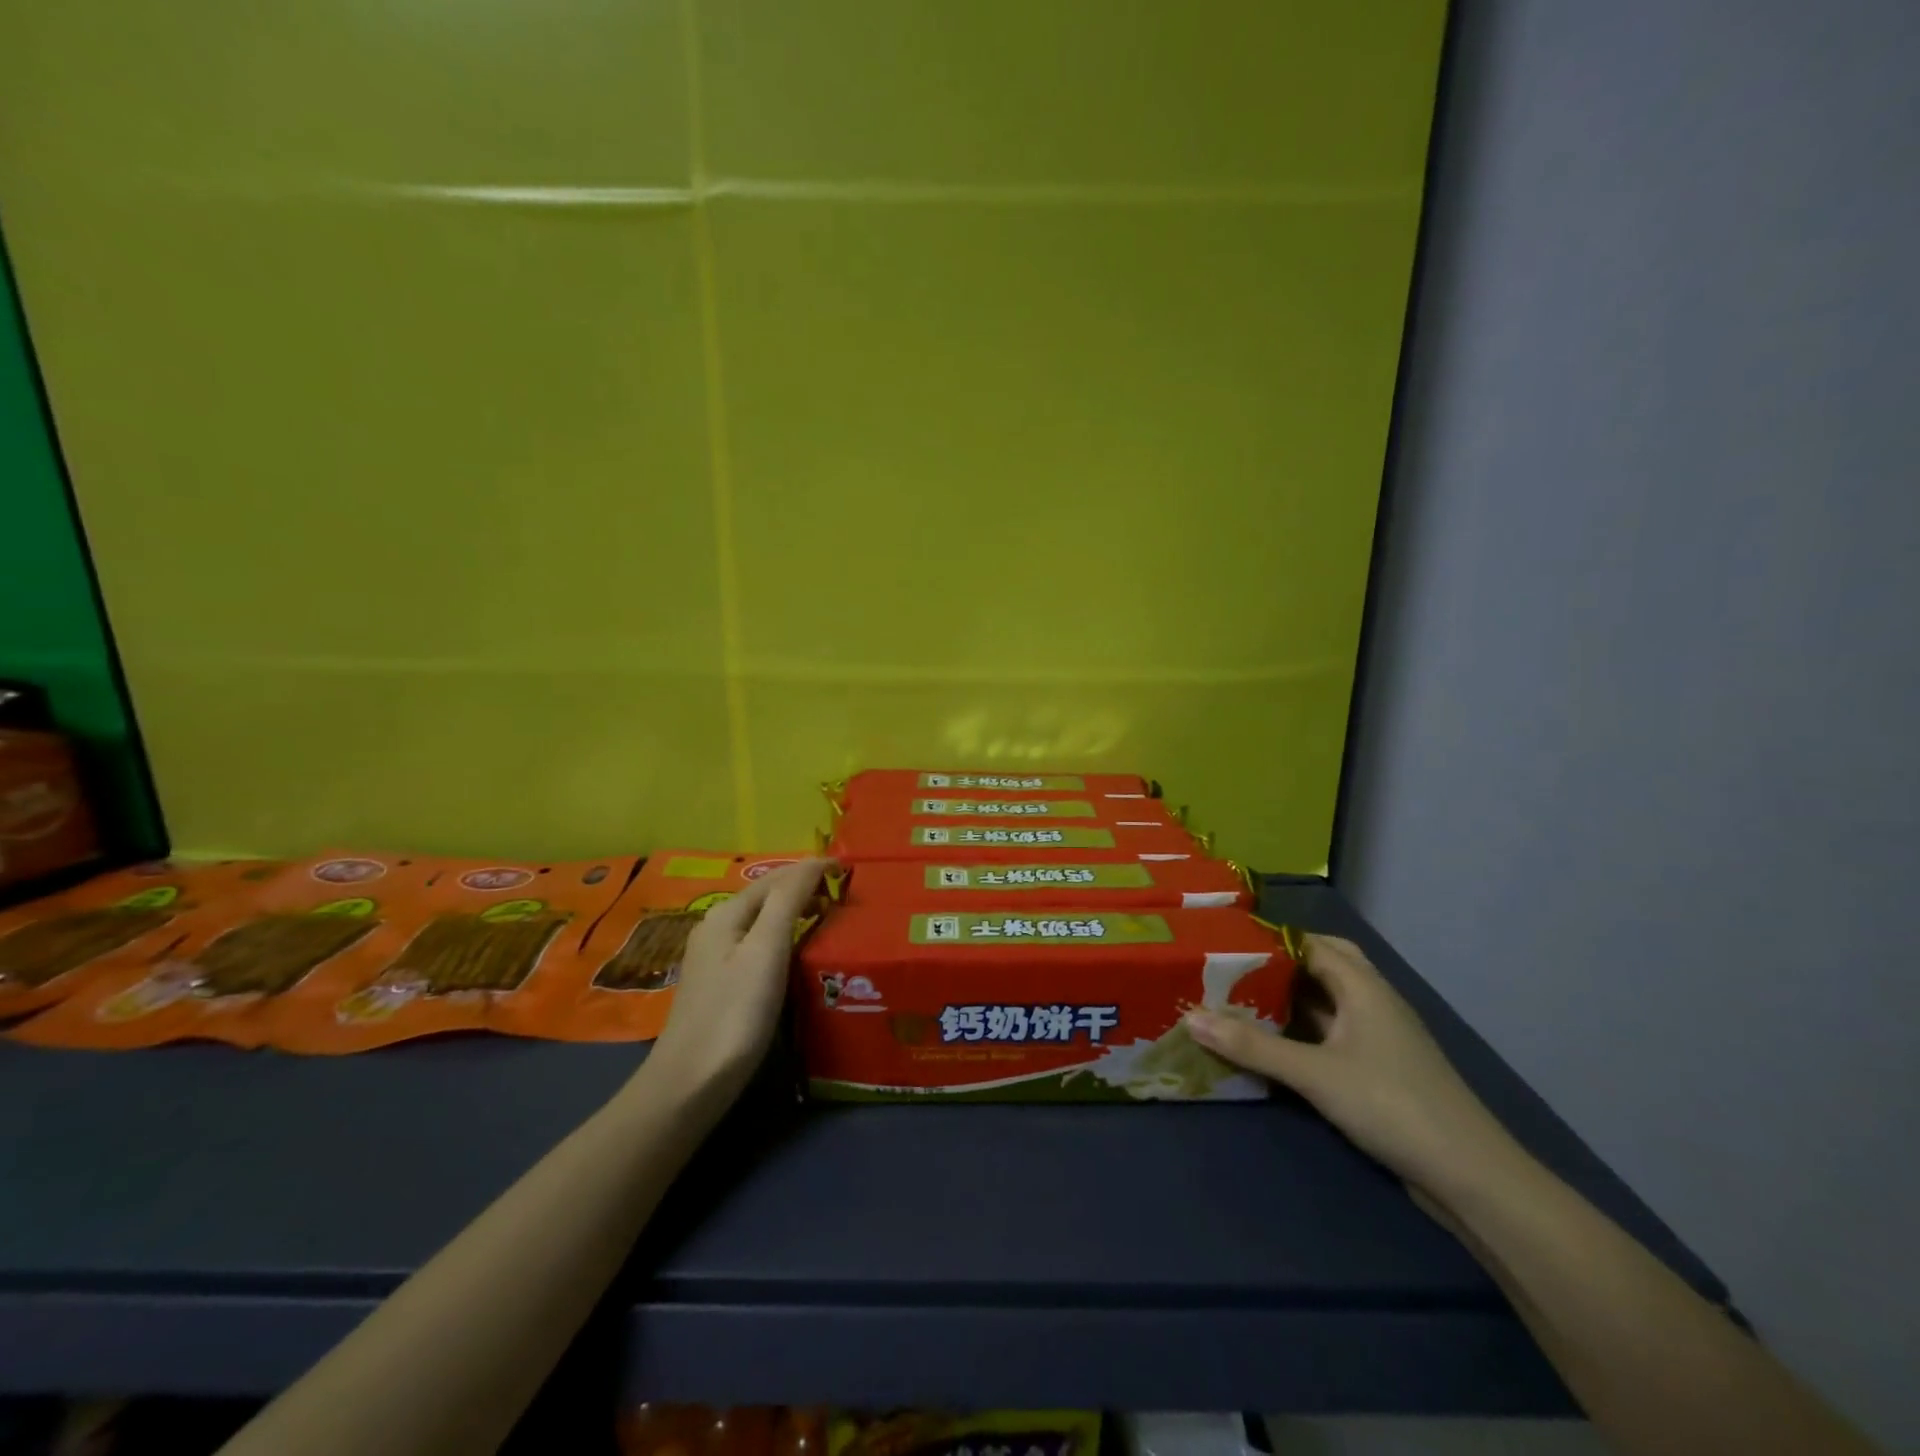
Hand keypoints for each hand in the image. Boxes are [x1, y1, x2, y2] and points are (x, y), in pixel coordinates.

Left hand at [642, 858, 833, 1102]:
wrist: (691, 1083)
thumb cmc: (734, 1013)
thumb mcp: (765, 950)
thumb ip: (788, 901)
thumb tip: (814, 861)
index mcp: (726, 913)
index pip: (777, 878)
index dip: (812, 870)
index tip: (850, 871)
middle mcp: (718, 928)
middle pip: (767, 897)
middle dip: (805, 888)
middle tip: (847, 893)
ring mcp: (717, 958)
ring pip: (764, 922)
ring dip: (797, 913)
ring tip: (833, 917)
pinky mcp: (723, 985)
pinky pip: (761, 946)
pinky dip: (787, 938)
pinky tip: (803, 953)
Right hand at [1186, 934, 1524, 1204]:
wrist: (1469, 1176)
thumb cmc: (1391, 1105)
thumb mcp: (1314, 1074)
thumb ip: (1251, 1046)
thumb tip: (1191, 1017)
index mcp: (1363, 986)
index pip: (1310, 943)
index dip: (1270, 939)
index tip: (1225, 939)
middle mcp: (1373, 1000)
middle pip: (1325, 964)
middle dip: (1282, 963)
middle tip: (1235, 967)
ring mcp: (1380, 1035)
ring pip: (1329, 999)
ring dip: (1292, 996)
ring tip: (1243, 997)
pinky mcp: (1380, 1066)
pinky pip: (1334, 1031)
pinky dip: (1304, 1027)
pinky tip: (1276, 1040)